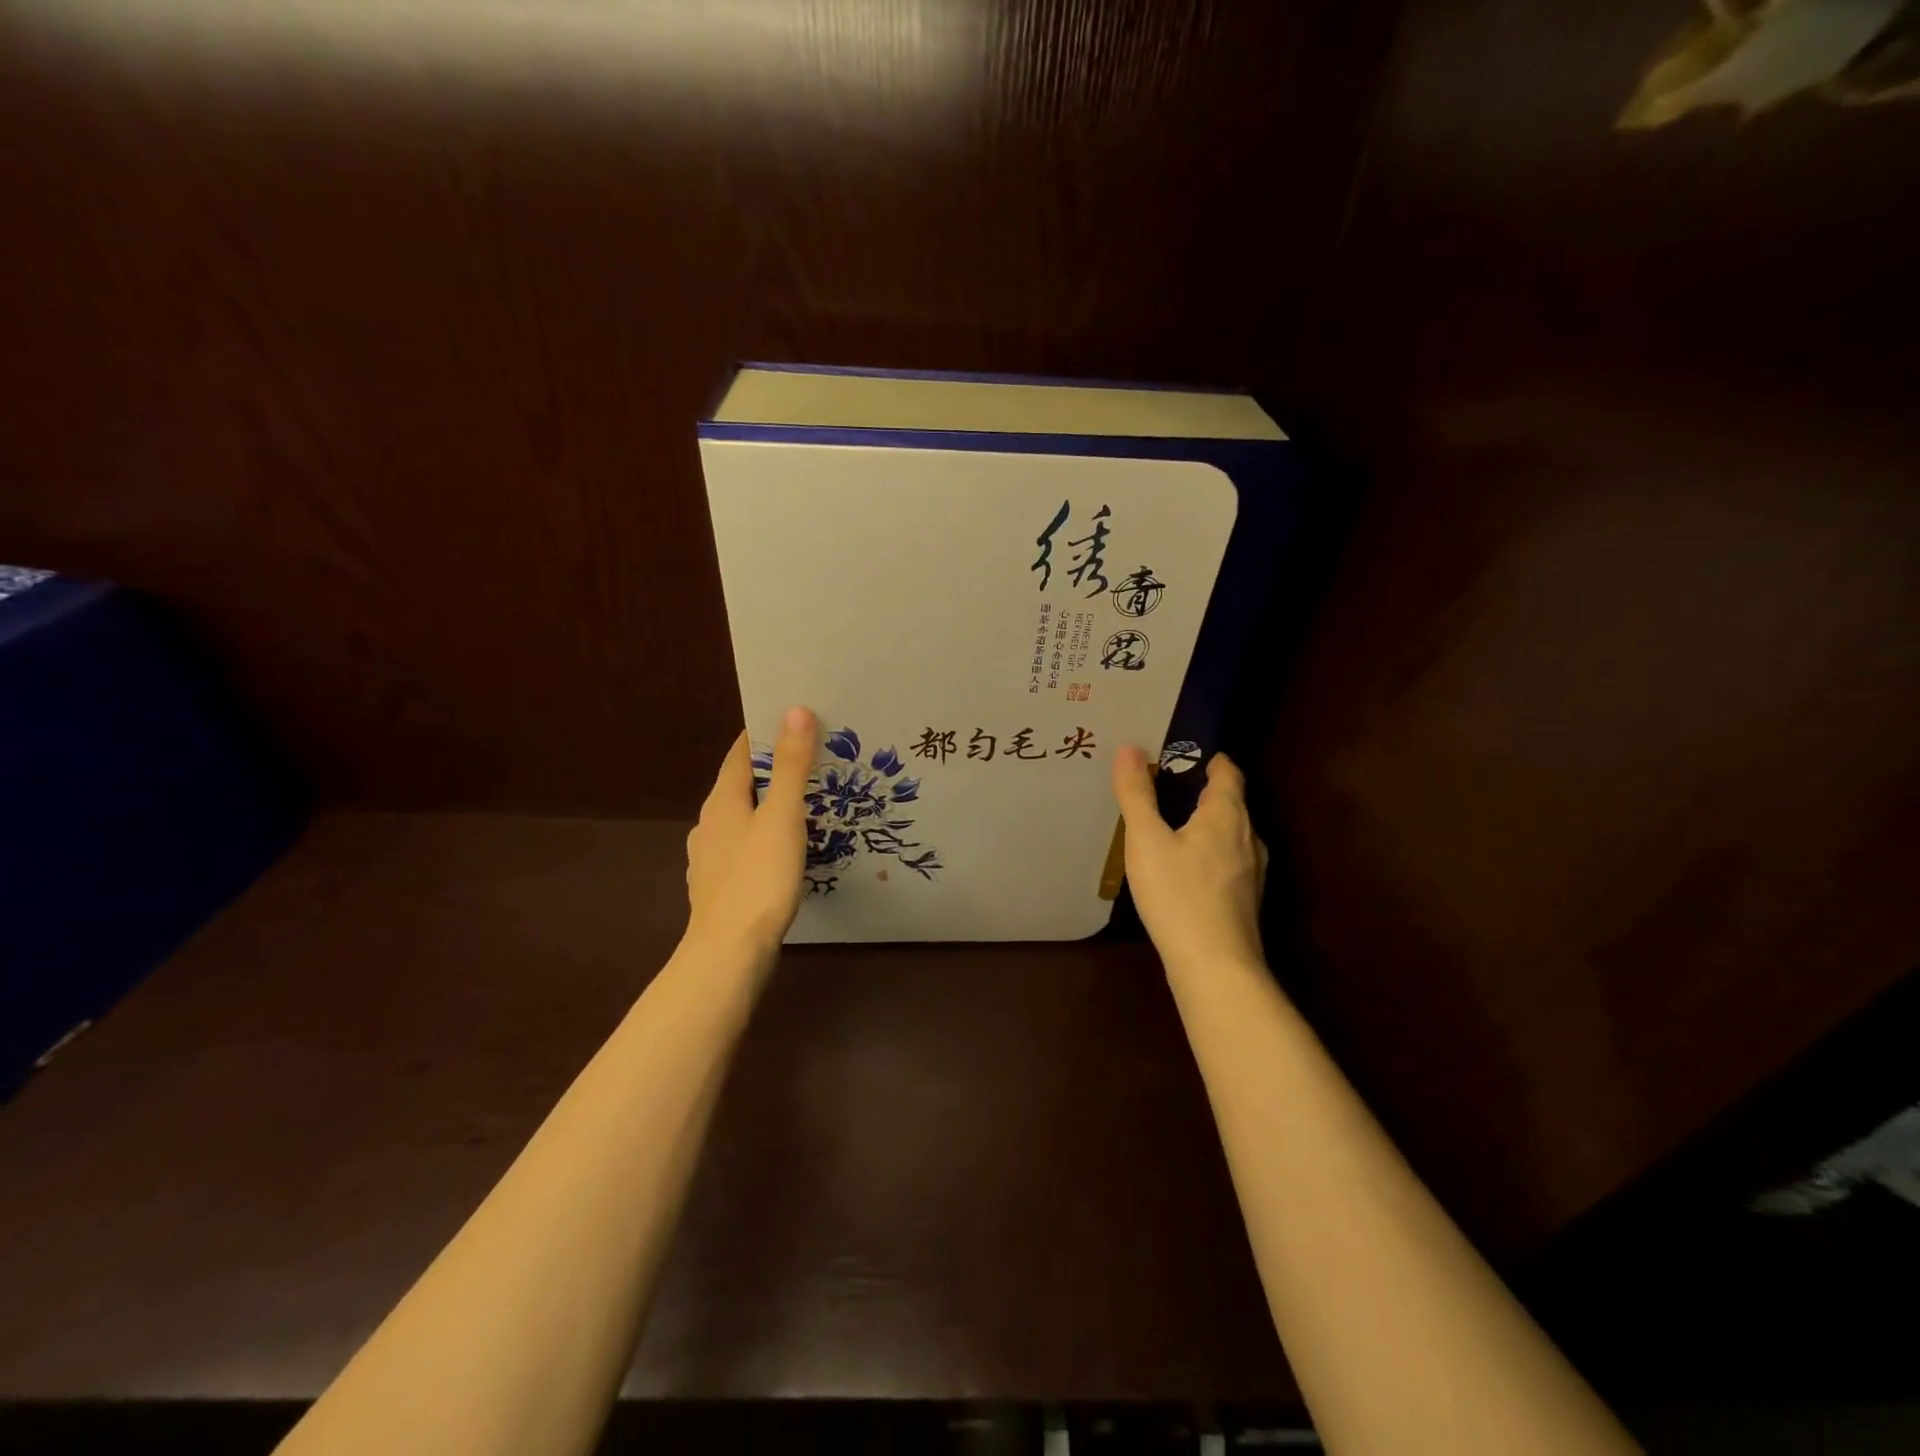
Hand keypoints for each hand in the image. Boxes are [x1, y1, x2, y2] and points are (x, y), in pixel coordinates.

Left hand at [684, 706, 817, 958]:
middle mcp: (708, 825)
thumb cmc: (758, 878)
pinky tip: (780, 854)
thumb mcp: (782, 817)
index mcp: (721, 802)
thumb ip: (791, 766)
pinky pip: (742, 850)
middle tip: (809, 764)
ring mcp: (708, 859)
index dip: (762, 735)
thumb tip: (795, 710)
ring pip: (740, 821)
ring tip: (801, 808)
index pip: (739, 754)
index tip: (792, 722)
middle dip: (770, 773)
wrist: (729, 953)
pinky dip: (761, 841)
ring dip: (765, 809)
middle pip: (740, 786)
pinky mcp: (717, 888)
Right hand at [1112, 745, 1267, 978]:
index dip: (1210, 759)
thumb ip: (1137, 794)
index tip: (1183, 753)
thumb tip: (1129, 748)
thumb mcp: (1146, 840)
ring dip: (1206, 823)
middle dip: (1202, 790)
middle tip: (1165, 786)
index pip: (1228, 772)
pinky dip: (1208, 851)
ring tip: (1171, 825)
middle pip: (1231, 802)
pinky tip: (1184, 868)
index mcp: (1227, 815)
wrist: (1215, 966)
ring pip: (1230, 833)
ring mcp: (1251, 871)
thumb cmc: (1178, 894)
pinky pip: (1227, 860)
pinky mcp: (1245, 899)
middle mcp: (1248, 836)